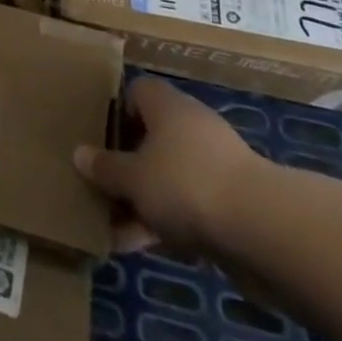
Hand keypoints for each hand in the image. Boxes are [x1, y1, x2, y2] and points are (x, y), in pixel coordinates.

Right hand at [74, 77, 261, 258]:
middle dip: (127, 166)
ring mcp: (214, 165)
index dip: (116, 114)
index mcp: (165, 104)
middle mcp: (189, 125)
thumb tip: (79, 153)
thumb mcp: (132, 177)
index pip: (135, 93)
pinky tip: (144, 248)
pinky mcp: (232, 203)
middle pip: (150, 138)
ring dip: (144, 202)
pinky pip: (189, 207)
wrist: (262, 229)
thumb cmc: (184, 183)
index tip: (98, 140)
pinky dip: (168, 224)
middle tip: (101, 189)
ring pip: (168, 177)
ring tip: (115, 231)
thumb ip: (105, 168)